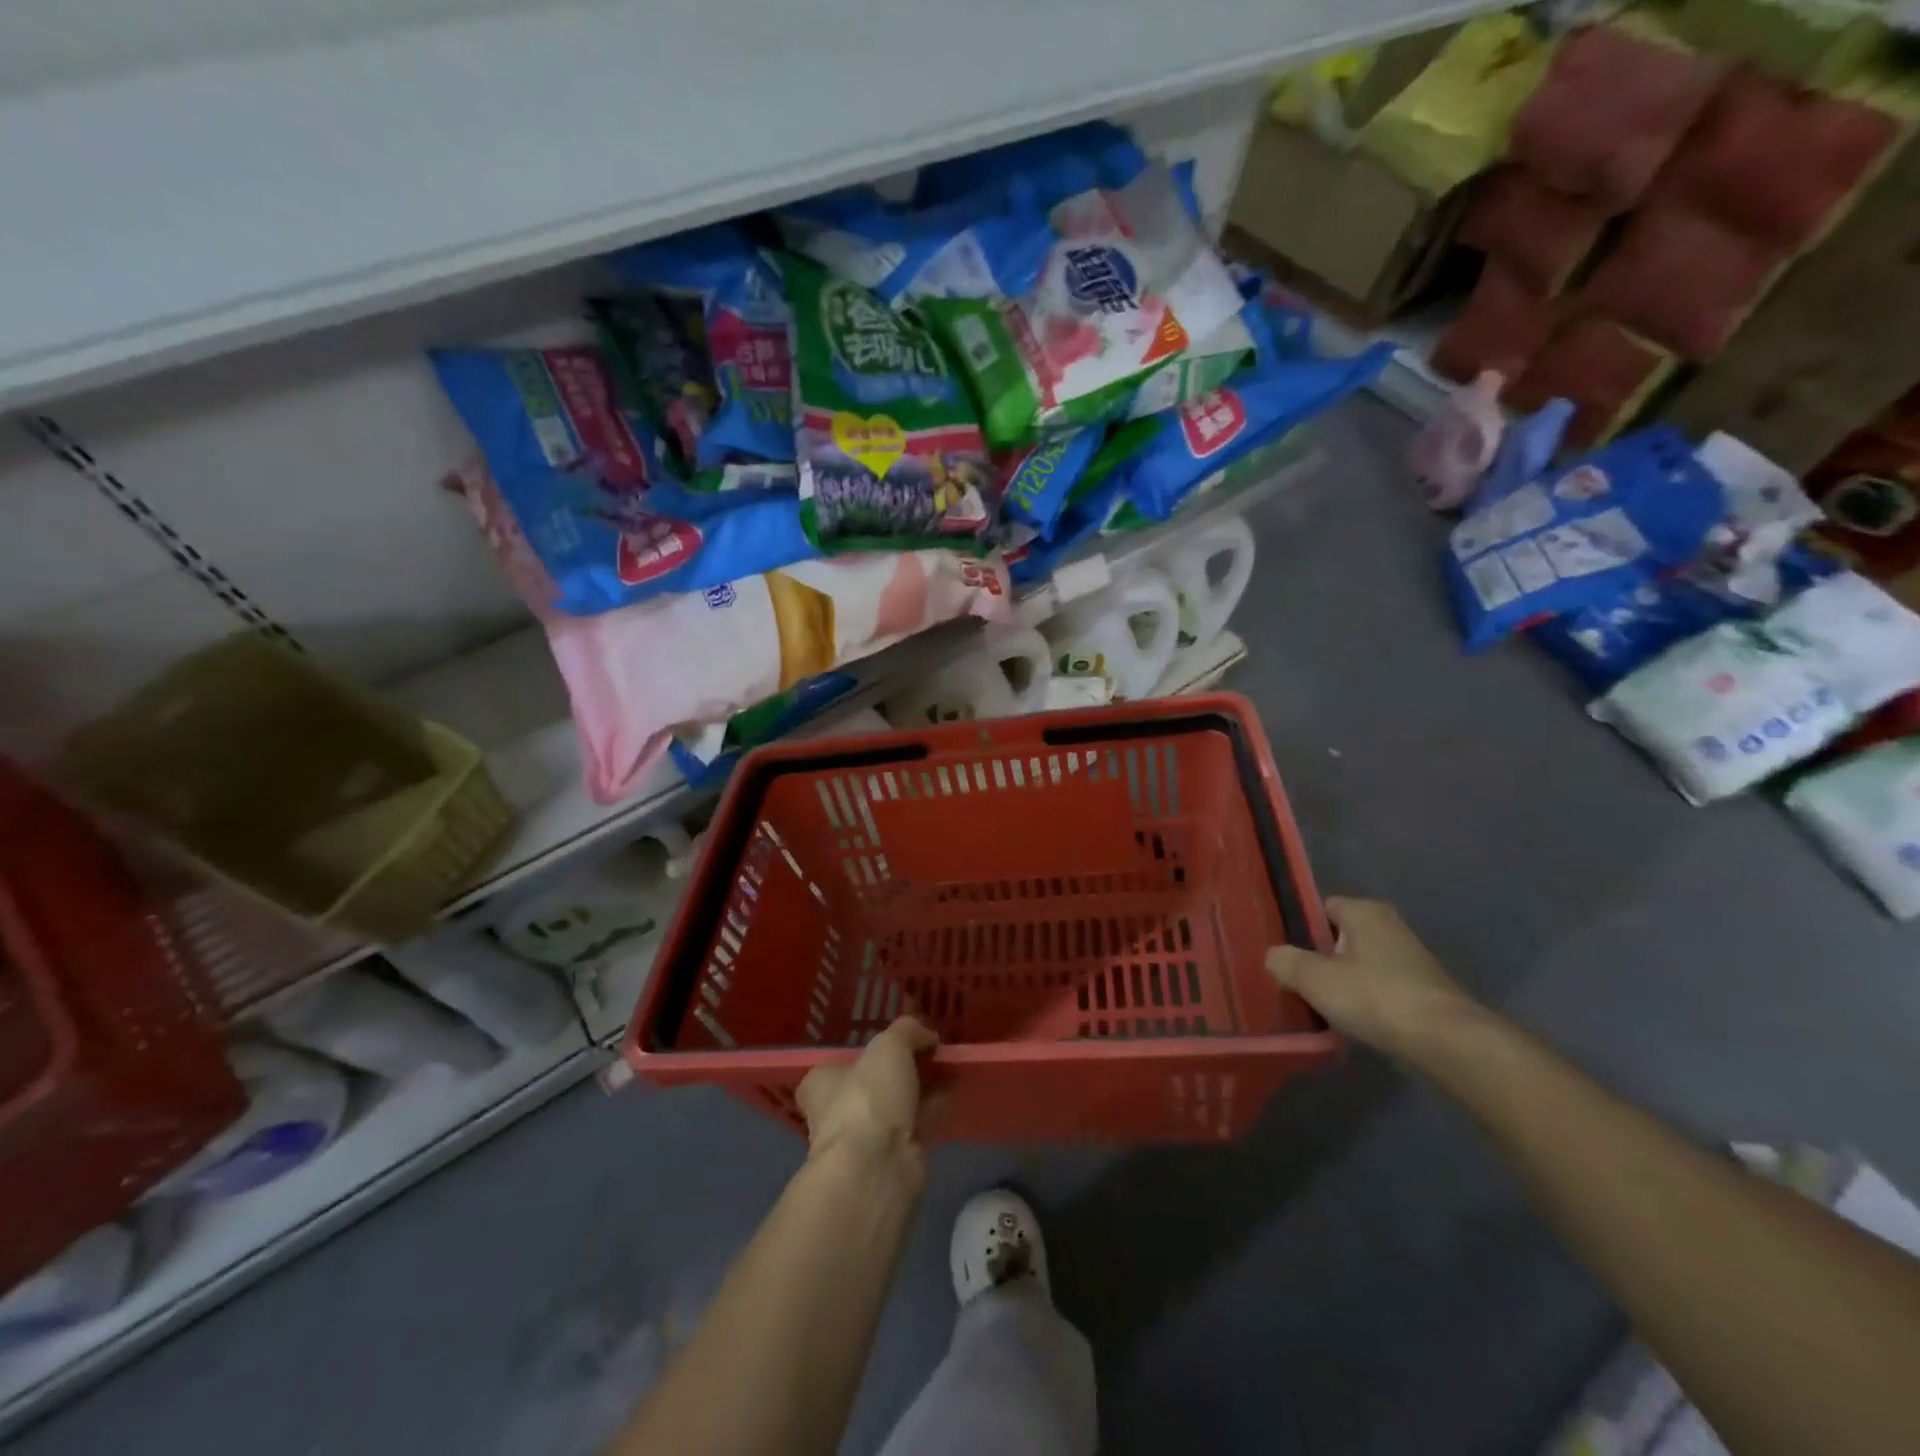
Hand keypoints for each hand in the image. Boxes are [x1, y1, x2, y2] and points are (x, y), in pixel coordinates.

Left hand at [796, 1017, 937, 1161]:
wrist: (876, 1165)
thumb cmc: (869, 1096)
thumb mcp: (890, 1045)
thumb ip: (907, 1031)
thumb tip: (926, 1035)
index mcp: (822, 1083)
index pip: (840, 1062)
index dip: (868, 1051)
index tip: (898, 1040)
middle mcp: (838, 1110)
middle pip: (874, 1081)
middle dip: (903, 1067)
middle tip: (932, 1049)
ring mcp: (865, 1137)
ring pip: (897, 1102)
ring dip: (922, 1085)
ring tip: (950, 1065)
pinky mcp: (892, 1156)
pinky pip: (916, 1122)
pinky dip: (933, 1106)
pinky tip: (954, 1089)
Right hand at [1265, 898, 1479, 1065]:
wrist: (1447, 1042)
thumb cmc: (1375, 997)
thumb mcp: (1314, 978)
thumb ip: (1285, 962)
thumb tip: (1274, 957)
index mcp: (1364, 911)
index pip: (1321, 908)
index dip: (1300, 929)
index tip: (1284, 954)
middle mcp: (1389, 926)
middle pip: (1340, 938)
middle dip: (1320, 959)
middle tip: (1296, 982)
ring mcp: (1411, 960)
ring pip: (1360, 966)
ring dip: (1342, 984)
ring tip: (1319, 1007)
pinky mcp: (1423, 991)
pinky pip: (1380, 989)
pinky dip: (1365, 1003)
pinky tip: (1352, 1023)